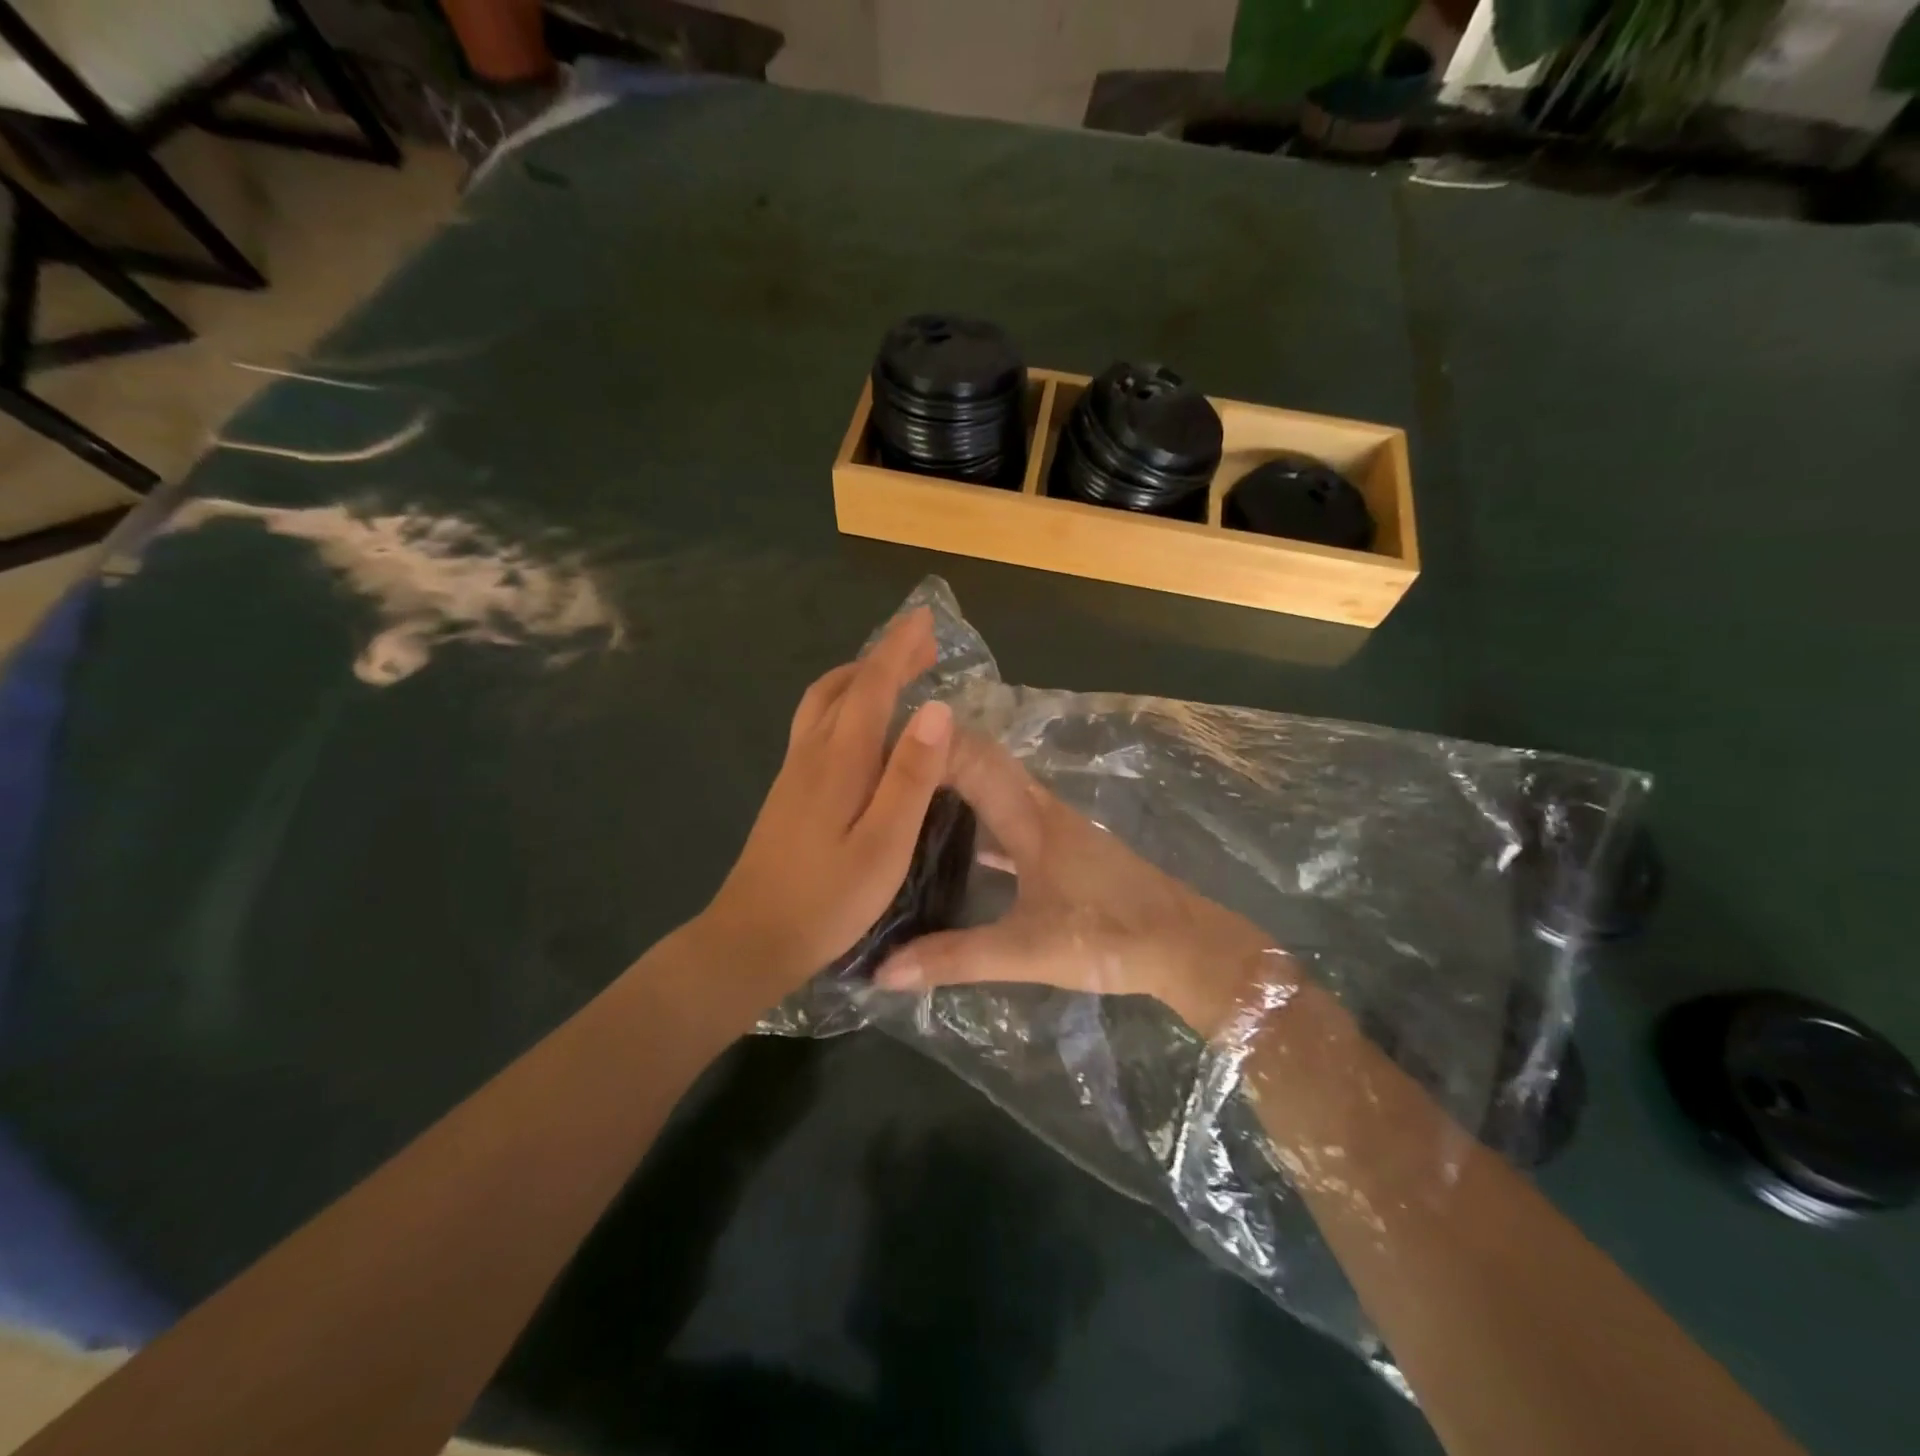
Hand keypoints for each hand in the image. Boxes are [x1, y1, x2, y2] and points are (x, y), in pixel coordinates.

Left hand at [700, 607, 953, 996]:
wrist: (751, 939)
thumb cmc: (828, 898)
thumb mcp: (884, 843)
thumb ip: (912, 776)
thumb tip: (937, 709)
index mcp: (840, 759)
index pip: (872, 686)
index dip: (899, 649)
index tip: (925, 619)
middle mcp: (812, 753)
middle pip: (843, 686)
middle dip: (882, 658)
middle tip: (921, 647)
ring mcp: (794, 772)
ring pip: (823, 703)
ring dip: (859, 678)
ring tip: (893, 676)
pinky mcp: (789, 792)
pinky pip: (817, 725)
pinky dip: (845, 704)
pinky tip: (861, 728)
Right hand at [874, 730, 1286, 1037]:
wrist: (1184, 946)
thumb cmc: (1108, 936)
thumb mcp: (1026, 951)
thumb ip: (955, 958)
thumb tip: (882, 970)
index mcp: (1029, 818)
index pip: (972, 759)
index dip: (930, 741)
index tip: (878, 739)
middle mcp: (1040, 810)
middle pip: (983, 763)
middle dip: (936, 754)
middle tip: (880, 762)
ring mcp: (1055, 829)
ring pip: (998, 790)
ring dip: (958, 783)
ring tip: (908, 794)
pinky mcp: (1065, 851)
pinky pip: (1011, 820)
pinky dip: (981, 820)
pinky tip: (956, 844)